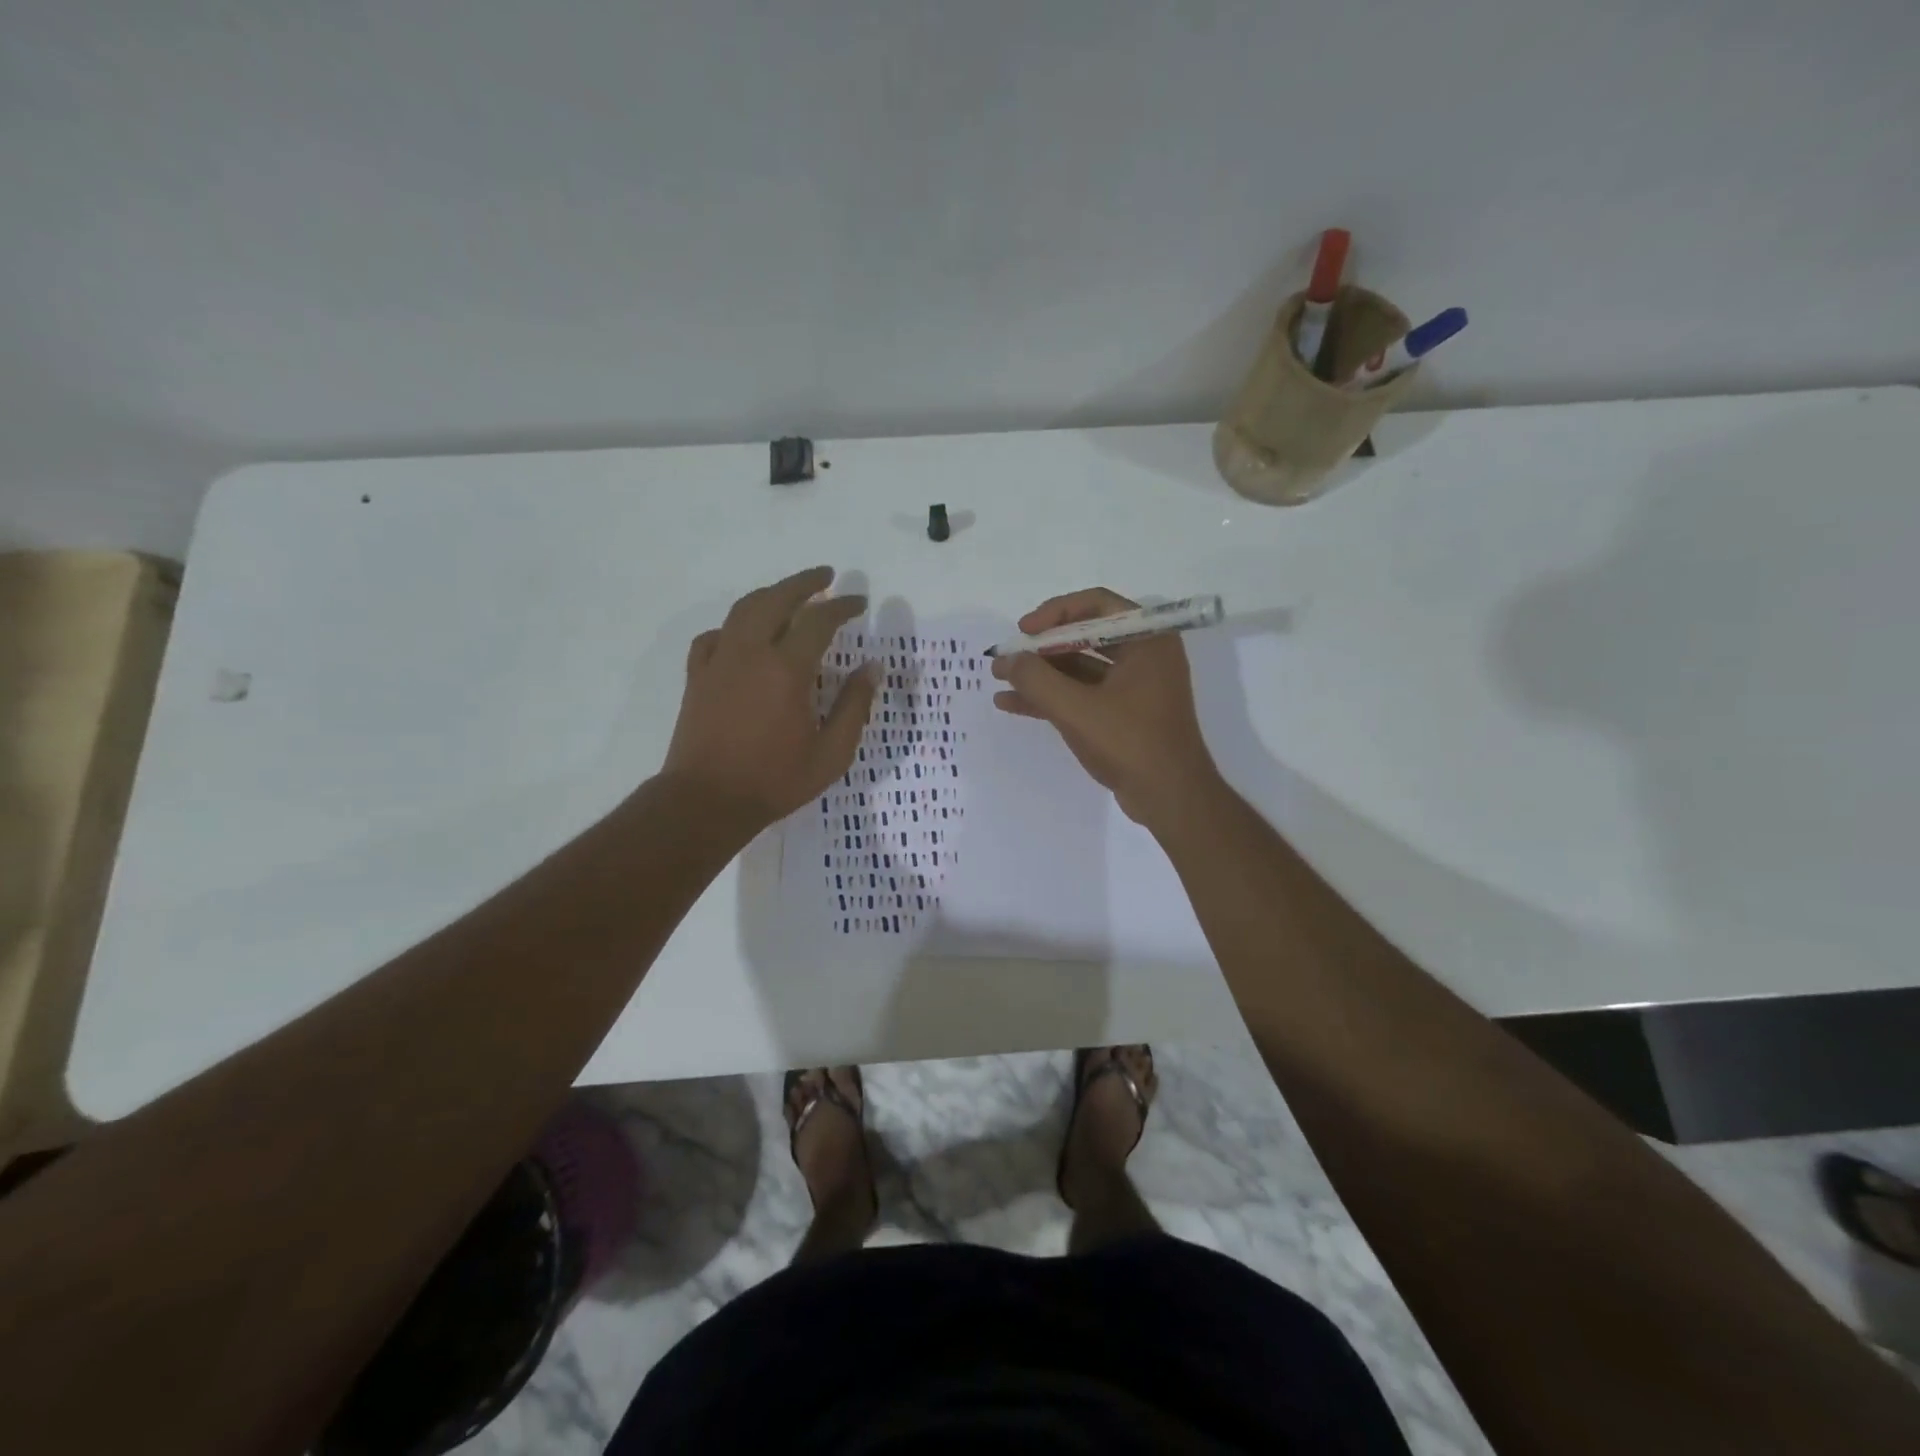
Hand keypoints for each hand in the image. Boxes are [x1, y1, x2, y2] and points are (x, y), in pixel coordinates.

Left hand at [663, 566, 876, 833]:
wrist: (707, 801)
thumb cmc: (774, 780)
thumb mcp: (831, 753)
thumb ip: (854, 707)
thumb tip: (872, 668)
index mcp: (787, 670)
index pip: (819, 620)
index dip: (842, 606)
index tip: (859, 602)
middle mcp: (751, 653)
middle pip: (777, 599)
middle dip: (804, 582)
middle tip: (826, 576)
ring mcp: (719, 661)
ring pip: (743, 609)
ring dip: (770, 594)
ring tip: (789, 593)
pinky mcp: (697, 676)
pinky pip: (714, 636)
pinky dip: (734, 626)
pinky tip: (743, 635)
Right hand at [991, 588, 1220, 829]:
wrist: (1171, 799)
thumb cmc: (1131, 743)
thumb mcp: (1077, 709)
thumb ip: (1036, 680)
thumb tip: (1005, 659)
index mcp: (1148, 639)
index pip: (1096, 604)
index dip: (1054, 613)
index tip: (1023, 631)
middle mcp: (1145, 654)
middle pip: (1085, 635)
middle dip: (1042, 648)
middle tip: (1007, 658)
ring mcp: (1135, 686)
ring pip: (1080, 667)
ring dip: (1041, 673)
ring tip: (1000, 681)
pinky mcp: (1124, 713)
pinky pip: (1083, 694)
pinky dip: (1051, 697)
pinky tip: (1013, 704)